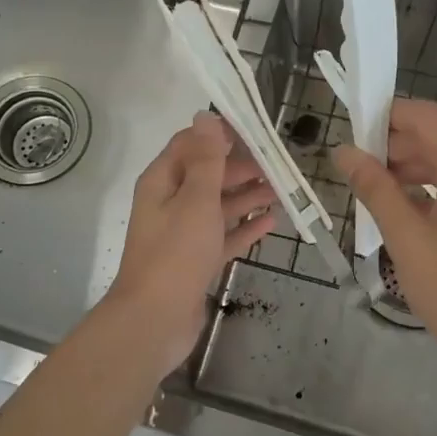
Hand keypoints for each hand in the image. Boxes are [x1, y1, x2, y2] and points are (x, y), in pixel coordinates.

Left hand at [103, 112, 277, 376]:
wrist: (155, 320)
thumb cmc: (176, 253)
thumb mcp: (196, 199)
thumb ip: (206, 159)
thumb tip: (206, 116)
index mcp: (162, 181)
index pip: (190, 144)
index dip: (220, 136)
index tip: (256, 134)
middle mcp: (170, 202)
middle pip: (208, 175)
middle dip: (240, 168)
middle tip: (277, 166)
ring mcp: (182, 233)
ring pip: (218, 206)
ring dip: (247, 196)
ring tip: (281, 190)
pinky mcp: (195, 260)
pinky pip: (223, 236)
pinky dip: (244, 228)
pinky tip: (270, 223)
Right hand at [334, 99, 436, 380]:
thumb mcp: (406, 238)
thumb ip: (374, 188)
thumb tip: (344, 152)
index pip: (423, 116)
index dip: (385, 117)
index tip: (353, 135)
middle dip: (398, 147)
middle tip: (360, 172)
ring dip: (417, 169)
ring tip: (381, 195)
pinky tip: (414, 212)